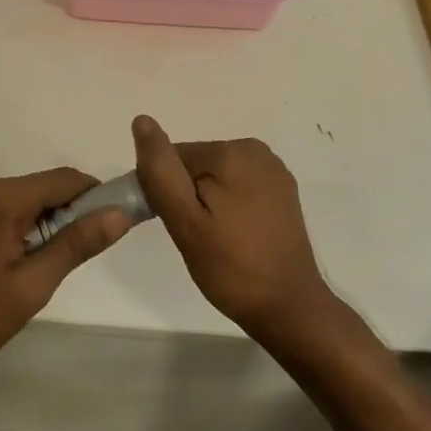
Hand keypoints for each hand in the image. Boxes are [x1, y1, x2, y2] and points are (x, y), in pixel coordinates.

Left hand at [0, 168, 134, 384]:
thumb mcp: (32, 286)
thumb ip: (76, 245)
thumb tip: (118, 214)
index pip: (61, 179)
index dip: (91, 195)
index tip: (107, 219)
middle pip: (33, 188)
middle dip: (58, 214)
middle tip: (66, 257)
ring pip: (7, 200)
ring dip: (28, 223)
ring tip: (28, 268)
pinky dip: (0, 227)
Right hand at [130, 116, 331, 344]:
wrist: (289, 309)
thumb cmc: (231, 267)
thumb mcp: (185, 221)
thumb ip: (161, 171)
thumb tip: (142, 121)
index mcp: (232, 152)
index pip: (174, 158)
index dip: (164, 191)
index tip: (174, 225)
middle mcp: (256, 151)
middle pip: (195, 165)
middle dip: (187, 196)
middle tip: (196, 238)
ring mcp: (274, 172)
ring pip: (215, 178)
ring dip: (206, 204)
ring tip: (215, 241)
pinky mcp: (282, 193)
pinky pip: (238, 188)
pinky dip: (228, 208)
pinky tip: (235, 237)